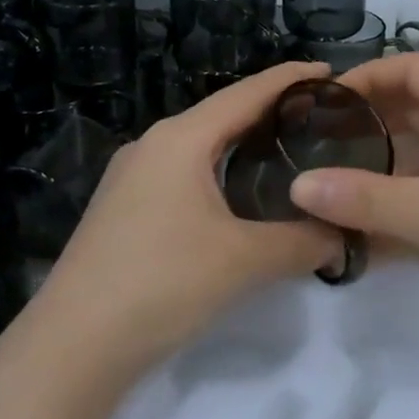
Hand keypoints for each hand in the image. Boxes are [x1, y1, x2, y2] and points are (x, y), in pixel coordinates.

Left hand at [24, 61, 342, 385]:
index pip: (246, 93)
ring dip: (244, 143)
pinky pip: (184, 173)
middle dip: (271, 111)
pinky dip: (220, 171)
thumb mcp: (244, 261)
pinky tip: (240, 194)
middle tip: (322, 117)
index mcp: (180, 139)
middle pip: (222, 115)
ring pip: (201, 146)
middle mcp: (152, 145)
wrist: (72, 346)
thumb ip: (304, 243)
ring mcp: (132, 177)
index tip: (331, 71)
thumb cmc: (162, 284)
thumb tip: (346, 238)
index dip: (291, 80)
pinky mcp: (124, 209)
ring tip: (288, 150)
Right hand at [289, 53, 418, 337]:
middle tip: (316, 142)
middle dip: (368, 120)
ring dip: (380, 164)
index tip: (326, 99)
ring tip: (330, 181)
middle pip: (414, 109)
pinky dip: (399, 202)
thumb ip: (366, 199)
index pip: (415, 69)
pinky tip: (364, 227)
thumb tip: (297, 185)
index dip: (370, 73)